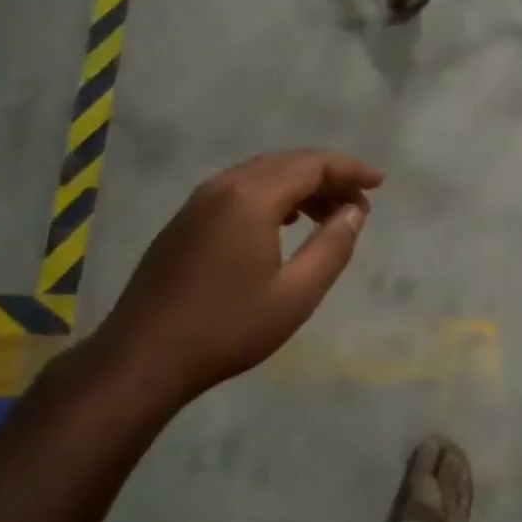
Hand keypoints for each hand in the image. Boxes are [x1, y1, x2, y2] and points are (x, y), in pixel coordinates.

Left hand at [88, 150, 383, 404]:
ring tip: (328, 215)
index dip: (349, 170)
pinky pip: (238, 191)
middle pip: (285, 164)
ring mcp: (197, 202)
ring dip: (299, 187)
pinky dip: (271, 197)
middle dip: (327, 177)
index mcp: (250, 197)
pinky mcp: (184, 221)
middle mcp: (222, 187)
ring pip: (260, 176)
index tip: (379, 183)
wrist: (143, 357)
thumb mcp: (295, 295)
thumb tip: (355, 212)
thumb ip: (332, 248)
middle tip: (358, 204)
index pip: (310, 165)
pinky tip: (283, 222)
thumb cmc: (227, 328)